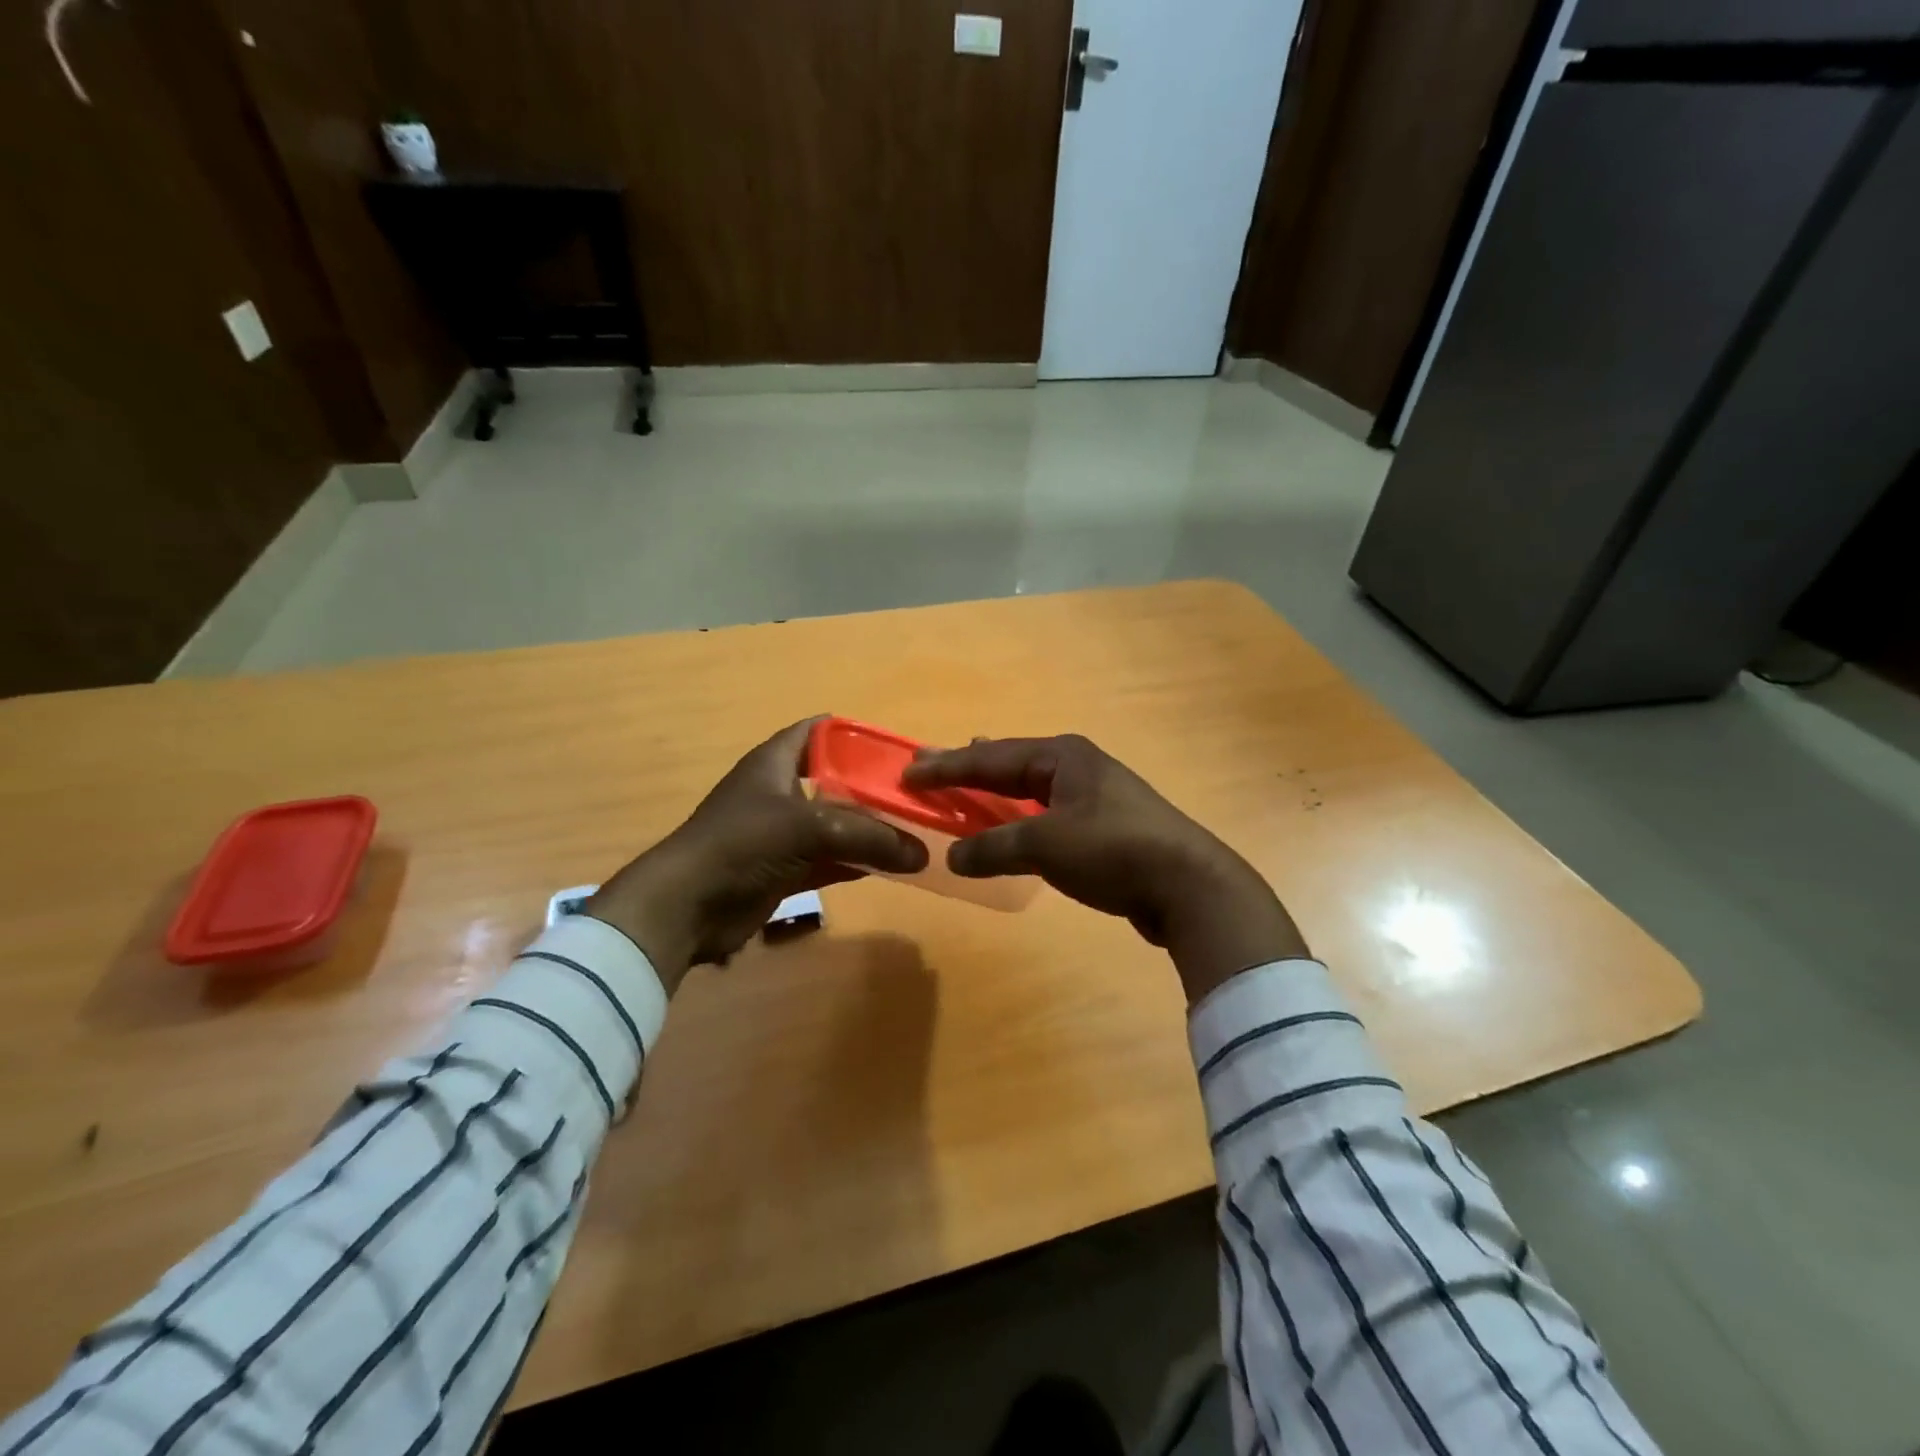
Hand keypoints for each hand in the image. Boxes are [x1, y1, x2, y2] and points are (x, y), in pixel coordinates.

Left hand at [586, 719, 927, 992]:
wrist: (687, 907)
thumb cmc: (743, 844)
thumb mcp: (809, 828)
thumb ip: (868, 836)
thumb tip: (920, 853)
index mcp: (776, 761)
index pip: (819, 731)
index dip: (855, 734)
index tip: (895, 749)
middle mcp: (779, 791)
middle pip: (834, 779)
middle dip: (872, 786)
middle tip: (914, 794)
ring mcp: (780, 833)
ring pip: (835, 824)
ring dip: (868, 829)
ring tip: (914, 830)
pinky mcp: (783, 869)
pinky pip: (829, 859)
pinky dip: (856, 862)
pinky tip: (891, 867)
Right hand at [903, 735, 1308, 1003]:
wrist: (1188, 885)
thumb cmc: (1114, 850)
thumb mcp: (1046, 845)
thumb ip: (994, 848)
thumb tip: (953, 856)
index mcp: (1062, 756)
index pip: (990, 758)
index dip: (947, 767)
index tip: (909, 773)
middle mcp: (1076, 766)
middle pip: (1009, 764)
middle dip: (969, 768)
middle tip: (929, 768)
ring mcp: (1093, 795)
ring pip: (1029, 788)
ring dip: (994, 791)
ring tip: (965, 782)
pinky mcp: (1103, 826)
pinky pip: (1044, 813)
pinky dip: (1018, 817)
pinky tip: (1010, 825)